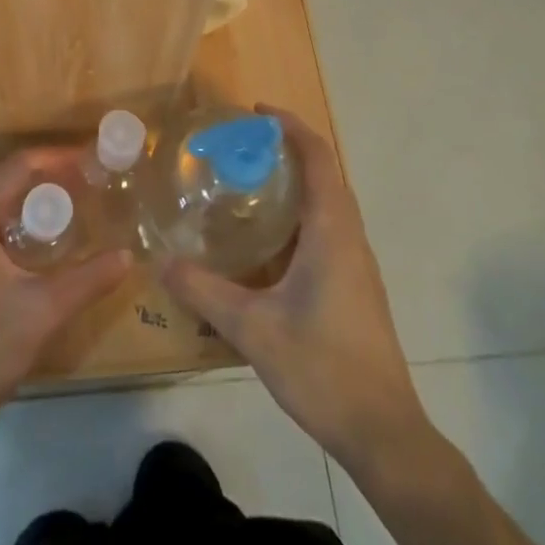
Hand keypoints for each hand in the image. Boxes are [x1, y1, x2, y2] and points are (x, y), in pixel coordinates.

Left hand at [0, 147, 131, 438]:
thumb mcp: (42, 311)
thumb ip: (88, 279)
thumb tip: (128, 255)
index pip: (20, 167)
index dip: (58, 158)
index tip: (93, 158)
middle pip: (11, 184)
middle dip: (53, 181)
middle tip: (94, 185)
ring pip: (2, 209)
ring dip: (38, 207)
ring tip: (80, 210)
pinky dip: (24, 229)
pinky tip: (50, 247)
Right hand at [161, 110, 422, 468]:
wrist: (384, 433)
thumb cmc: (323, 367)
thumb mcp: (252, 328)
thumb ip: (203, 292)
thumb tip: (160, 261)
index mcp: (332, 230)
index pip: (318, 156)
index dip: (291, 126)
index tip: (256, 112)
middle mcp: (349, 236)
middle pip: (324, 173)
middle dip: (286, 150)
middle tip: (240, 147)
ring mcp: (357, 263)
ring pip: (328, 203)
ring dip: (294, 183)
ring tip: (246, 184)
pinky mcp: (355, 286)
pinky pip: (328, 229)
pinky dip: (299, 214)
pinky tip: (266, 241)